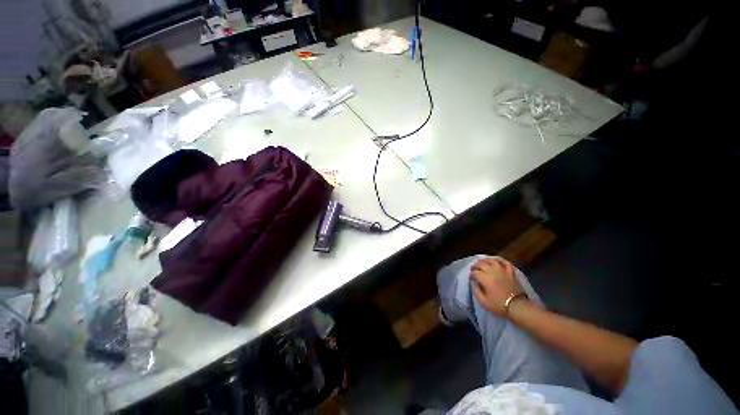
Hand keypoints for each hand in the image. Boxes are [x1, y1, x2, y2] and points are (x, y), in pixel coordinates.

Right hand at [470, 256, 522, 316]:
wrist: (518, 307)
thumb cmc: (499, 305)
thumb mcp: (483, 302)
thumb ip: (476, 291)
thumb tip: (475, 283)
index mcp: (485, 279)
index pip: (475, 273)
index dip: (471, 275)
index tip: (471, 278)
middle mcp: (493, 272)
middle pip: (481, 264)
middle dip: (475, 265)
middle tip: (473, 269)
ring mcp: (503, 271)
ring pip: (492, 260)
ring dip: (485, 260)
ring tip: (482, 262)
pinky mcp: (510, 272)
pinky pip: (505, 262)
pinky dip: (500, 259)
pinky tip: (495, 259)